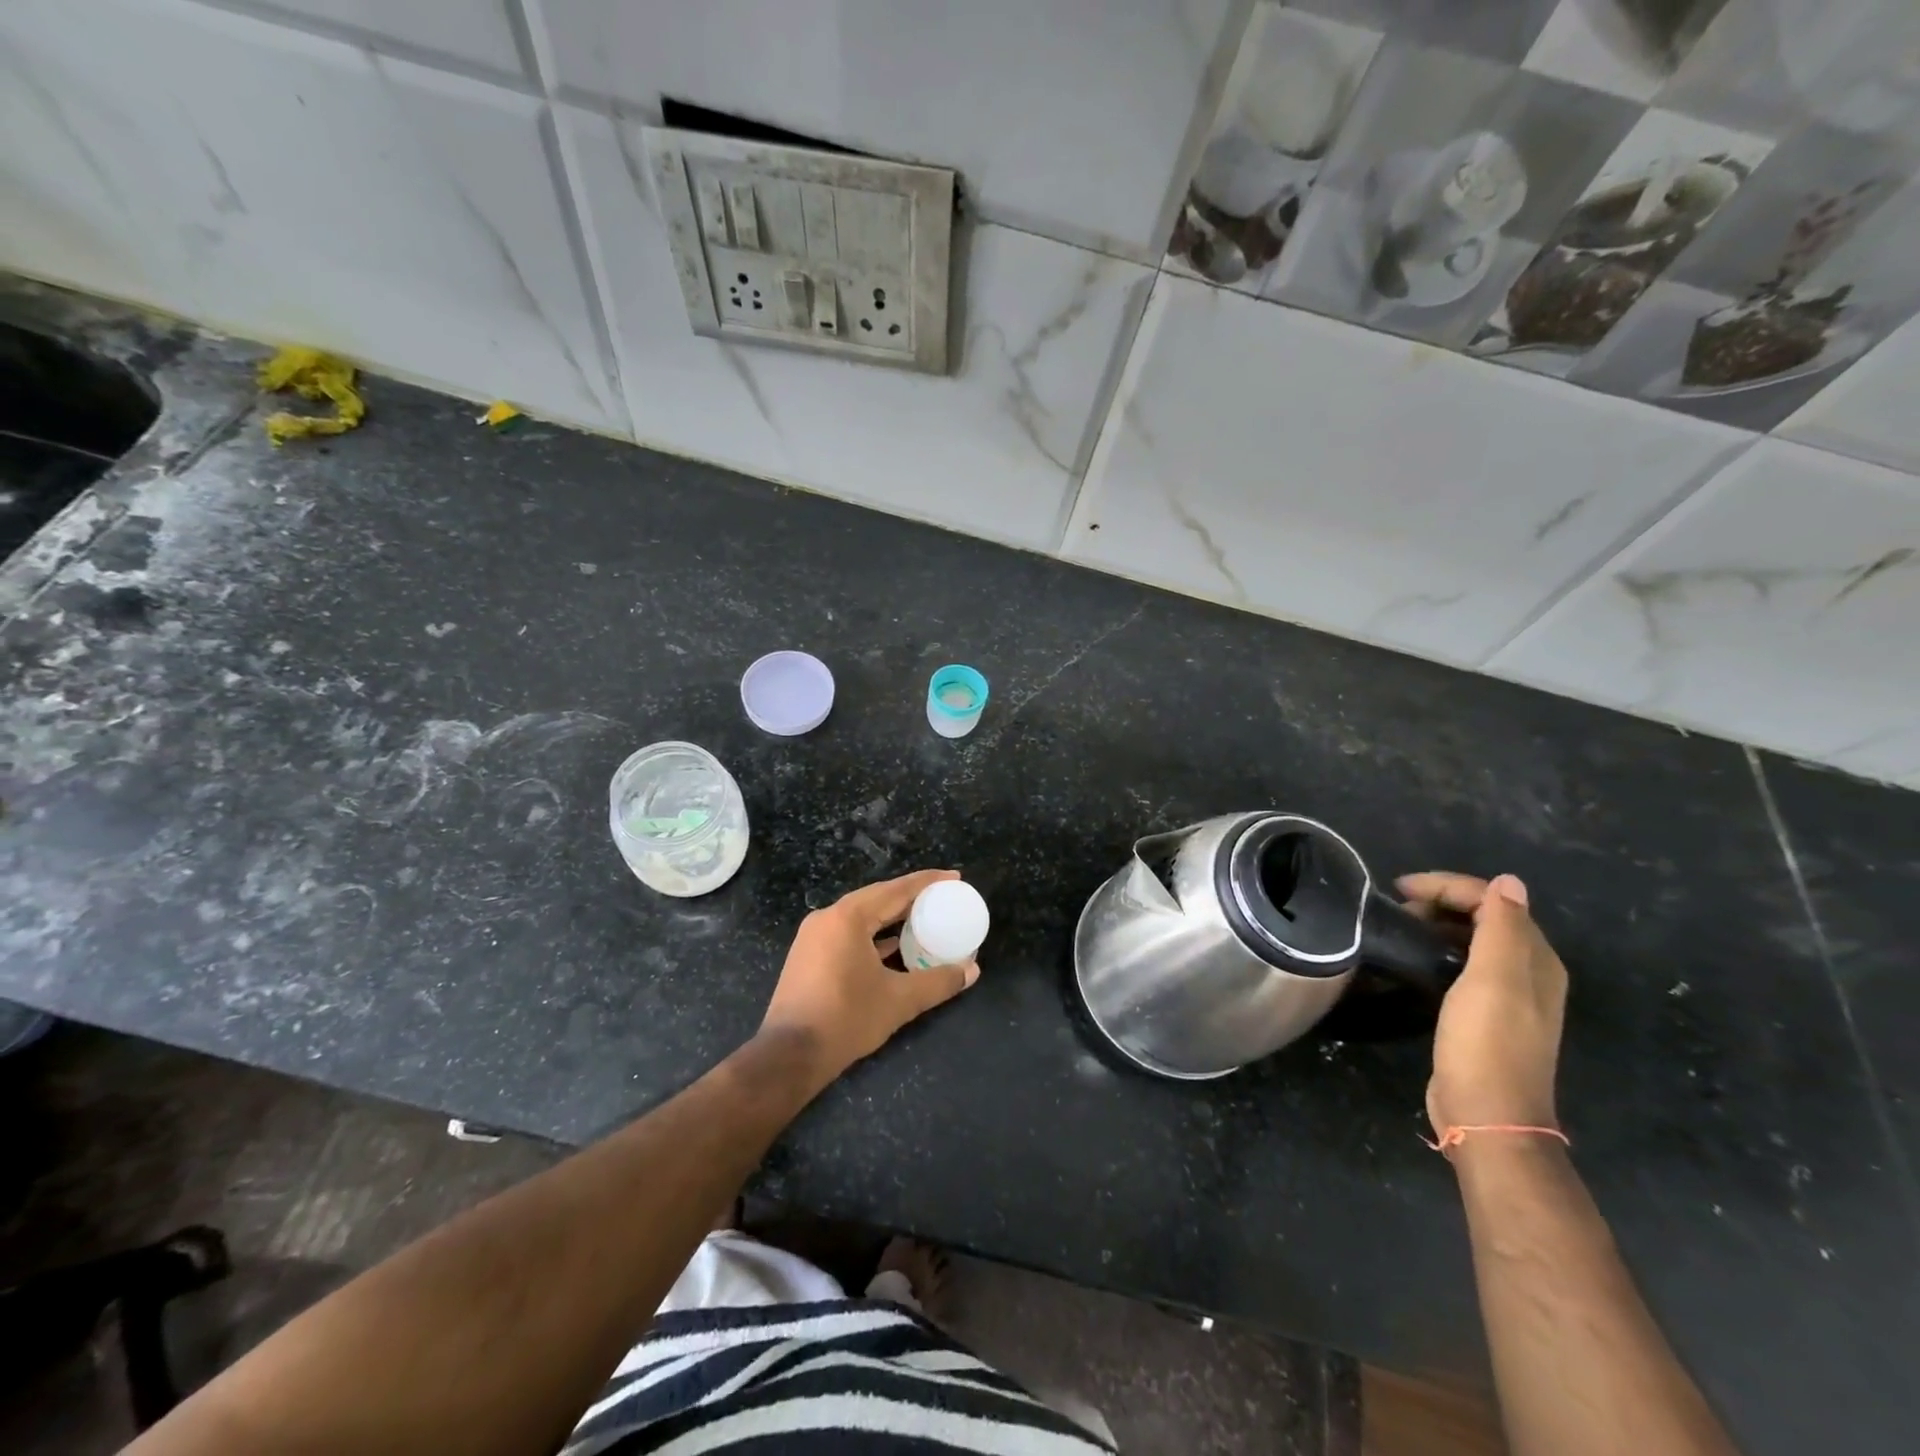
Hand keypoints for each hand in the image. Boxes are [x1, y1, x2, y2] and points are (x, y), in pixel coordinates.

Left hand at [759, 869, 979, 1083]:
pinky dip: (874, 936)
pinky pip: (849, 933)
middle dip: (911, 897)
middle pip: (877, 898)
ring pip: (862, 916)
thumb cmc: (846, 1019)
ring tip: (924, 920)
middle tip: (943, 898)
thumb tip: (972, 971)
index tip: (954, 877)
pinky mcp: (809, 956)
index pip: (895, 890)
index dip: (927, 882)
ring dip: (892, 918)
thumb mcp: (899, 1000)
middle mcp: (828, 918)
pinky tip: (895, 948)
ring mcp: (814, 937)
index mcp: (848, 917)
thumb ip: (938, 982)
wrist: (789, 1055)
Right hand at [1396, 872, 1567, 1138]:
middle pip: (1485, 916)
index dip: (1447, 886)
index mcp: (1535, 960)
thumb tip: (1508, 881)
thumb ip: (1501, 928)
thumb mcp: (1494, 980)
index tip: (1399, 888)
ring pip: (1472, 940)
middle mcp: (1528, 972)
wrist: (1487, 1115)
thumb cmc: (1487, 1044)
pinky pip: (1462, 964)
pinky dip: (1438, 950)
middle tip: (1395, 908)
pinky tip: (1415, 958)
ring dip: (1437, 925)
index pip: (1494, 900)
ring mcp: (1508, 996)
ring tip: (1399, 927)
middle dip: (1440, 902)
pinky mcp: (1485, 1015)